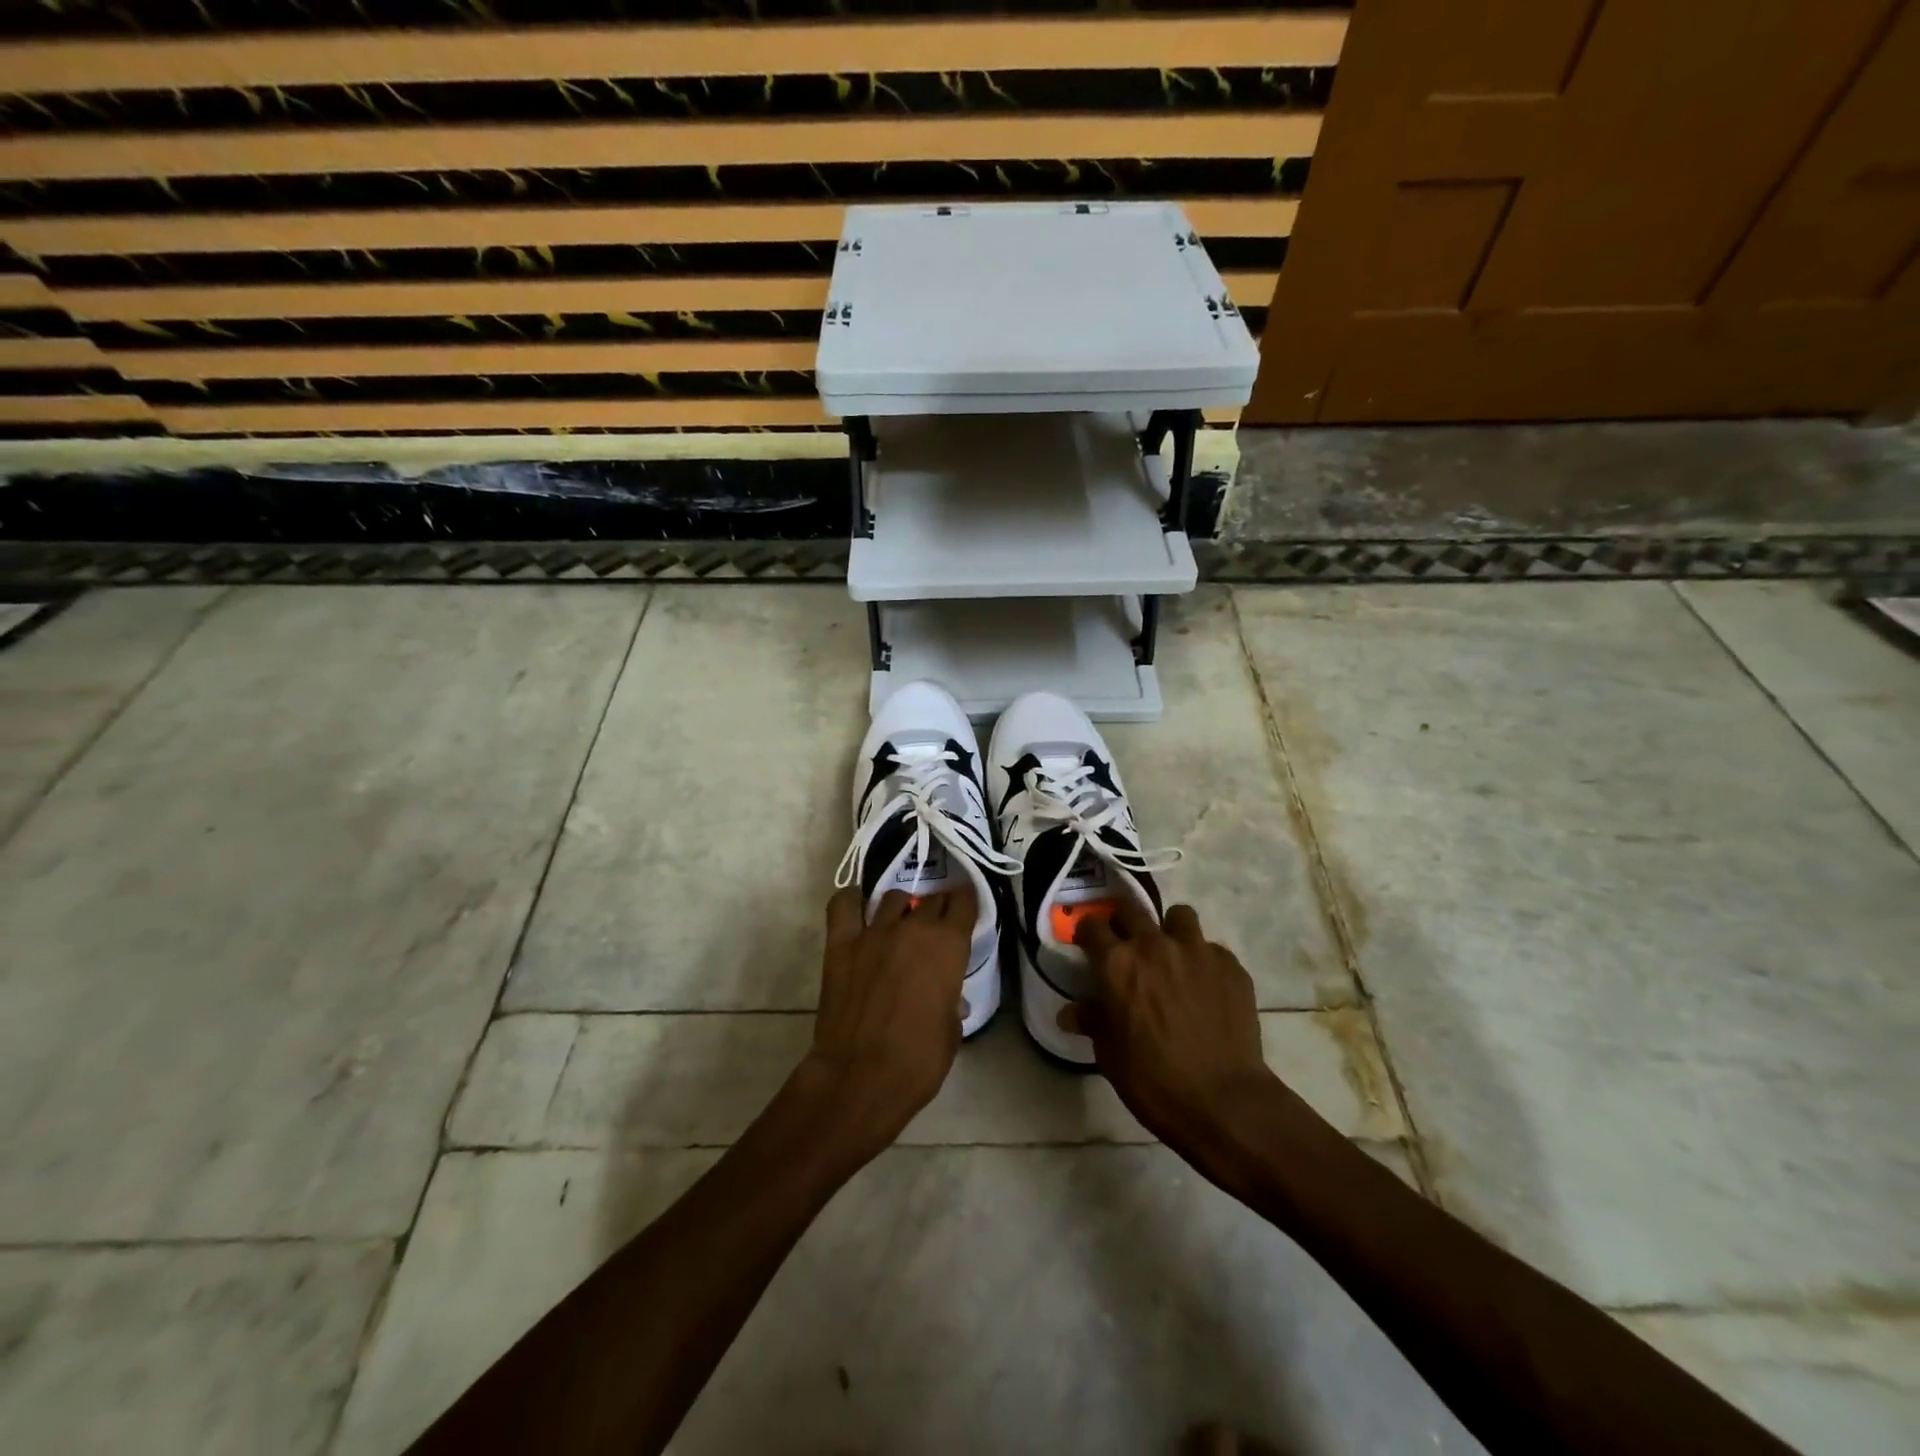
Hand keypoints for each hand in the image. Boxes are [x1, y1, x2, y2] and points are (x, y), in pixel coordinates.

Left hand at [794, 884, 977, 1163]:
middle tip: (936, 927)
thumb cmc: (919, 1060)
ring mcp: (874, 932)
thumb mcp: (952, 1030)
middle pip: (931, 900)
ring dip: (901, 909)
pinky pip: (844, 905)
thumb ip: (950, 999)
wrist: (861, 1077)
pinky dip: (853, 903)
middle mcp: (913, 927)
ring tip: (900, 925)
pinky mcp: (841, 943)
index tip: (965, 910)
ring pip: (893, 898)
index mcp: (948, 945)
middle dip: (937, 909)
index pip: (964, 903)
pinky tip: (860, 913)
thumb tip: (946, 996)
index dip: (966, 903)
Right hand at [1065, 901, 1312, 1156]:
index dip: (1087, 934)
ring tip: (1172, 956)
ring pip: (1179, 916)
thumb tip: (1069, 1014)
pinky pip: (1212, 949)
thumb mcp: (1109, 1054)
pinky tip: (1206, 988)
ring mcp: (1196, 951)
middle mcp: (1154, 945)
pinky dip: (1204, 961)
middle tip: (1126, 945)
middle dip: (1123, 922)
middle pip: (1131, 909)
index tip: (1088, 946)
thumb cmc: (1153, 1081)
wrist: (1223, 1102)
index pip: (1091, 925)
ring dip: (1170, 931)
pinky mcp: (1230, 966)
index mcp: (1117, 963)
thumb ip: (1092, 1022)